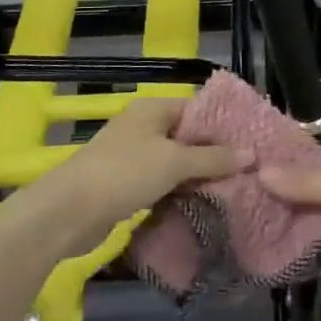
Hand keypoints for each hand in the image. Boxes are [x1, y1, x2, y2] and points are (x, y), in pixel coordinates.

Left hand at [33, 96, 249, 253]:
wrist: (68, 211)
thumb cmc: (125, 174)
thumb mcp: (175, 163)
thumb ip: (213, 158)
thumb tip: (251, 154)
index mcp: (153, 109)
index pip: (197, 109)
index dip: (223, 126)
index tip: (251, 145)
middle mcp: (142, 127)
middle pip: (186, 137)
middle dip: (213, 155)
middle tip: (246, 173)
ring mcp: (131, 156)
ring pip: (173, 163)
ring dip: (196, 177)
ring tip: (231, 191)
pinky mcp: (124, 184)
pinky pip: (159, 183)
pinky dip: (177, 192)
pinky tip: (199, 205)